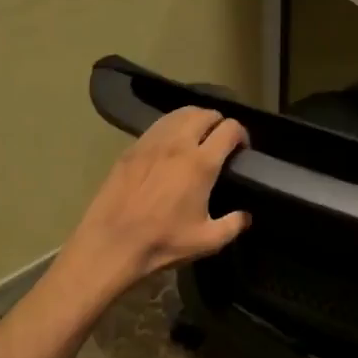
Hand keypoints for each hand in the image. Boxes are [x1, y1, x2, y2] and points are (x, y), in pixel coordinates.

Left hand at [62, 107, 251, 298]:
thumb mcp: (206, 241)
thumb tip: (245, 216)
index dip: (242, 134)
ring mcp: (152, 142)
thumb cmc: (161, 242)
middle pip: (205, 114)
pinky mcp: (132, 147)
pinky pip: (159, 125)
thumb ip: (232, 225)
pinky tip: (172, 144)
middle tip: (221, 142)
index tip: (242, 149)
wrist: (111, 243)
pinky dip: (172, 126)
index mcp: (200, 163)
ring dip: (195, 119)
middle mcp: (178, 143)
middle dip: (219, 122)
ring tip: (198, 137)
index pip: (229, 129)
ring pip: (180, 113)